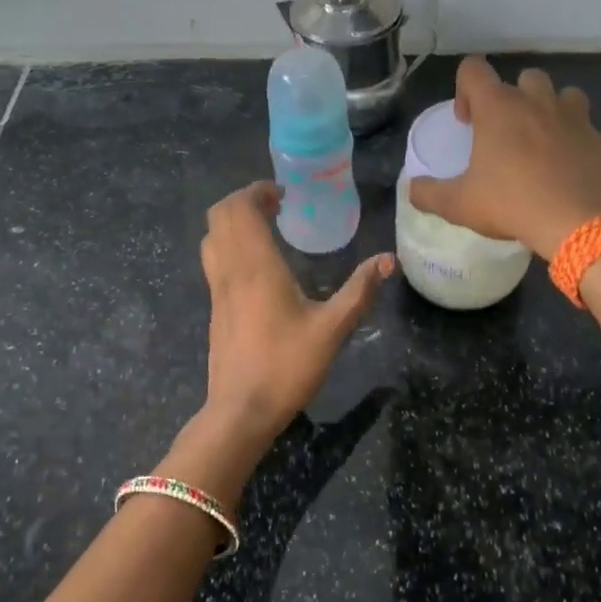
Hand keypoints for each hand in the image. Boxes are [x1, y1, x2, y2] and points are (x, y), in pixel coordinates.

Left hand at [198, 181, 393, 449]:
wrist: (241, 410)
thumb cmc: (287, 366)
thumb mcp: (333, 329)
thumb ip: (360, 291)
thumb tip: (389, 260)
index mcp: (256, 266)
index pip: (240, 208)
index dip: (257, 191)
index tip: (284, 194)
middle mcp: (229, 270)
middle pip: (219, 215)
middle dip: (244, 201)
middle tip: (276, 206)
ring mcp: (216, 290)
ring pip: (211, 237)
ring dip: (233, 223)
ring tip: (266, 229)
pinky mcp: (214, 309)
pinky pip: (213, 260)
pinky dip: (229, 245)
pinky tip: (258, 267)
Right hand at [407, 56, 600, 259]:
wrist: (578, 220)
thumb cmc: (511, 204)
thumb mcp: (459, 205)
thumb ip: (429, 194)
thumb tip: (411, 189)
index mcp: (498, 108)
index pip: (474, 69)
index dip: (464, 89)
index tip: (466, 122)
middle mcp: (536, 101)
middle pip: (523, 78)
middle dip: (512, 99)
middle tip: (504, 134)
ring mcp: (573, 117)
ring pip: (562, 94)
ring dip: (549, 110)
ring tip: (541, 142)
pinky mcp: (598, 139)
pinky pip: (585, 128)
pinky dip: (574, 140)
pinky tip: (567, 168)